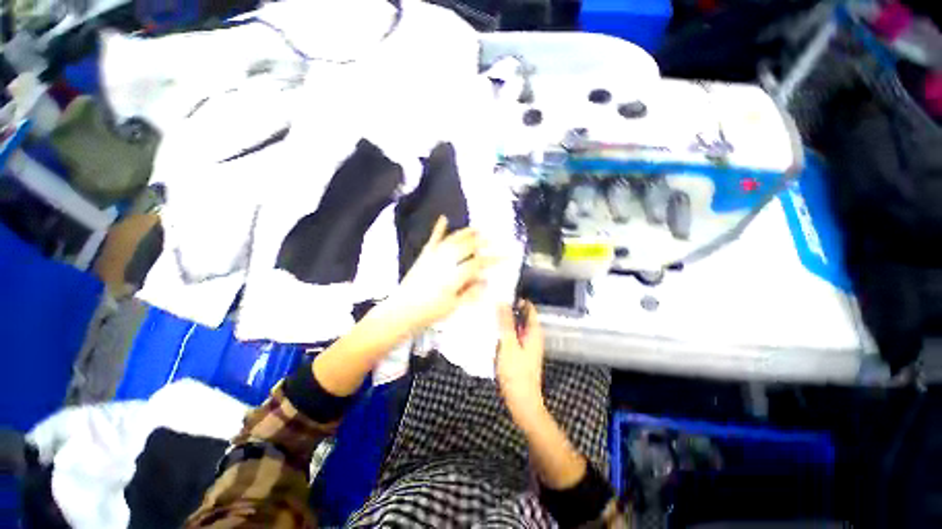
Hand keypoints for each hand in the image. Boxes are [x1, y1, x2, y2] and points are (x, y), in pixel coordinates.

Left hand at [385, 216, 493, 332]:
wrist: (401, 312)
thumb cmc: (429, 313)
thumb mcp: (453, 306)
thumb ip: (471, 292)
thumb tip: (486, 281)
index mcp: (453, 275)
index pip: (478, 263)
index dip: (493, 259)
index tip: (506, 256)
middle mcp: (444, 262)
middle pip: (467, 247)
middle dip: (482, 242)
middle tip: (493, 239)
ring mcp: (433, 257)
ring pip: (452, 240)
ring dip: (466, 233)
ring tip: (477, 228)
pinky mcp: (424, 256)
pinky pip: (433, 240)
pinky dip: (439, 229)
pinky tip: (444, 218)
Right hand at [496, 301, 545, 421]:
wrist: (522, 401)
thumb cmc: (516, 372)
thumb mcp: (508, 344)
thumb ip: (506, 323)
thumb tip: (502, 301)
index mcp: (534, 331)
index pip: (528, 307)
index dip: (516, 300)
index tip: (501, 295)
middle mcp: (533, 336)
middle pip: (522, 316)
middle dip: (508, 310)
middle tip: (491, 304)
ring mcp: (527, 345)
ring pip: (516, 327)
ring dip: (505, 321)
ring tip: (488, 316)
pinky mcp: (521, 353)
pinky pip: (513, 336)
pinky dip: (504, 332)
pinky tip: (492, 333)